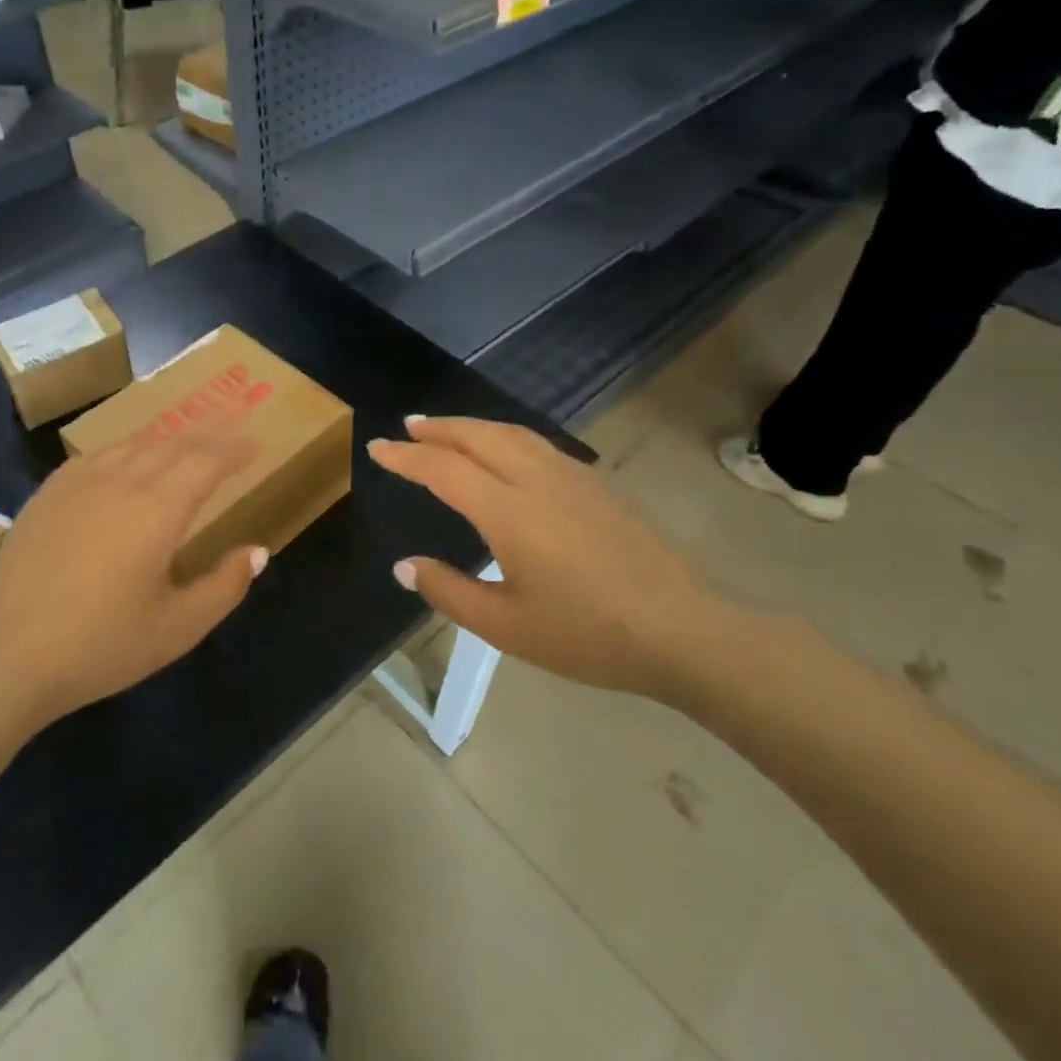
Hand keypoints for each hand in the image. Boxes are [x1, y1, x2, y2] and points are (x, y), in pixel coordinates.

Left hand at [0, 425, 265, 728]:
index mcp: (158, 508)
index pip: (206, 461)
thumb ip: (225, 586)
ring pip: (132, 444)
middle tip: (229, 424)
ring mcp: (77, 483)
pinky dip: (125, 448)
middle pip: (172, 443)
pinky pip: (96, 454)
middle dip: (206, 432)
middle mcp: (120, 480)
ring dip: (166, 436)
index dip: (233, 448)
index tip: (253, 442)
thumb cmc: (100, 646)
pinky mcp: (46, 494)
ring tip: (185, 437)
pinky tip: (124, 458)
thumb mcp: (177, 628)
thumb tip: (258, 551)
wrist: (3, 657)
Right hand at [368, 416, 744, 700]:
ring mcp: (572, 477)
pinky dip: (505, 437)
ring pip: (511, 434)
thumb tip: (404, 566)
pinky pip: (537, 445)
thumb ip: (449, 592)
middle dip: (439, 428)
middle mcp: (536, 480)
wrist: (682, 630)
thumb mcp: (505, 626)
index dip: (406, 457)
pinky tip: (505, 453)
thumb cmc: (587, 635)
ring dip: (472, 427)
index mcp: (507, 512)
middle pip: (478, 437)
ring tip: (447, 431)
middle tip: (409, 426)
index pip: (443, 470)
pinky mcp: (597, 485)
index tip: (377, 448)